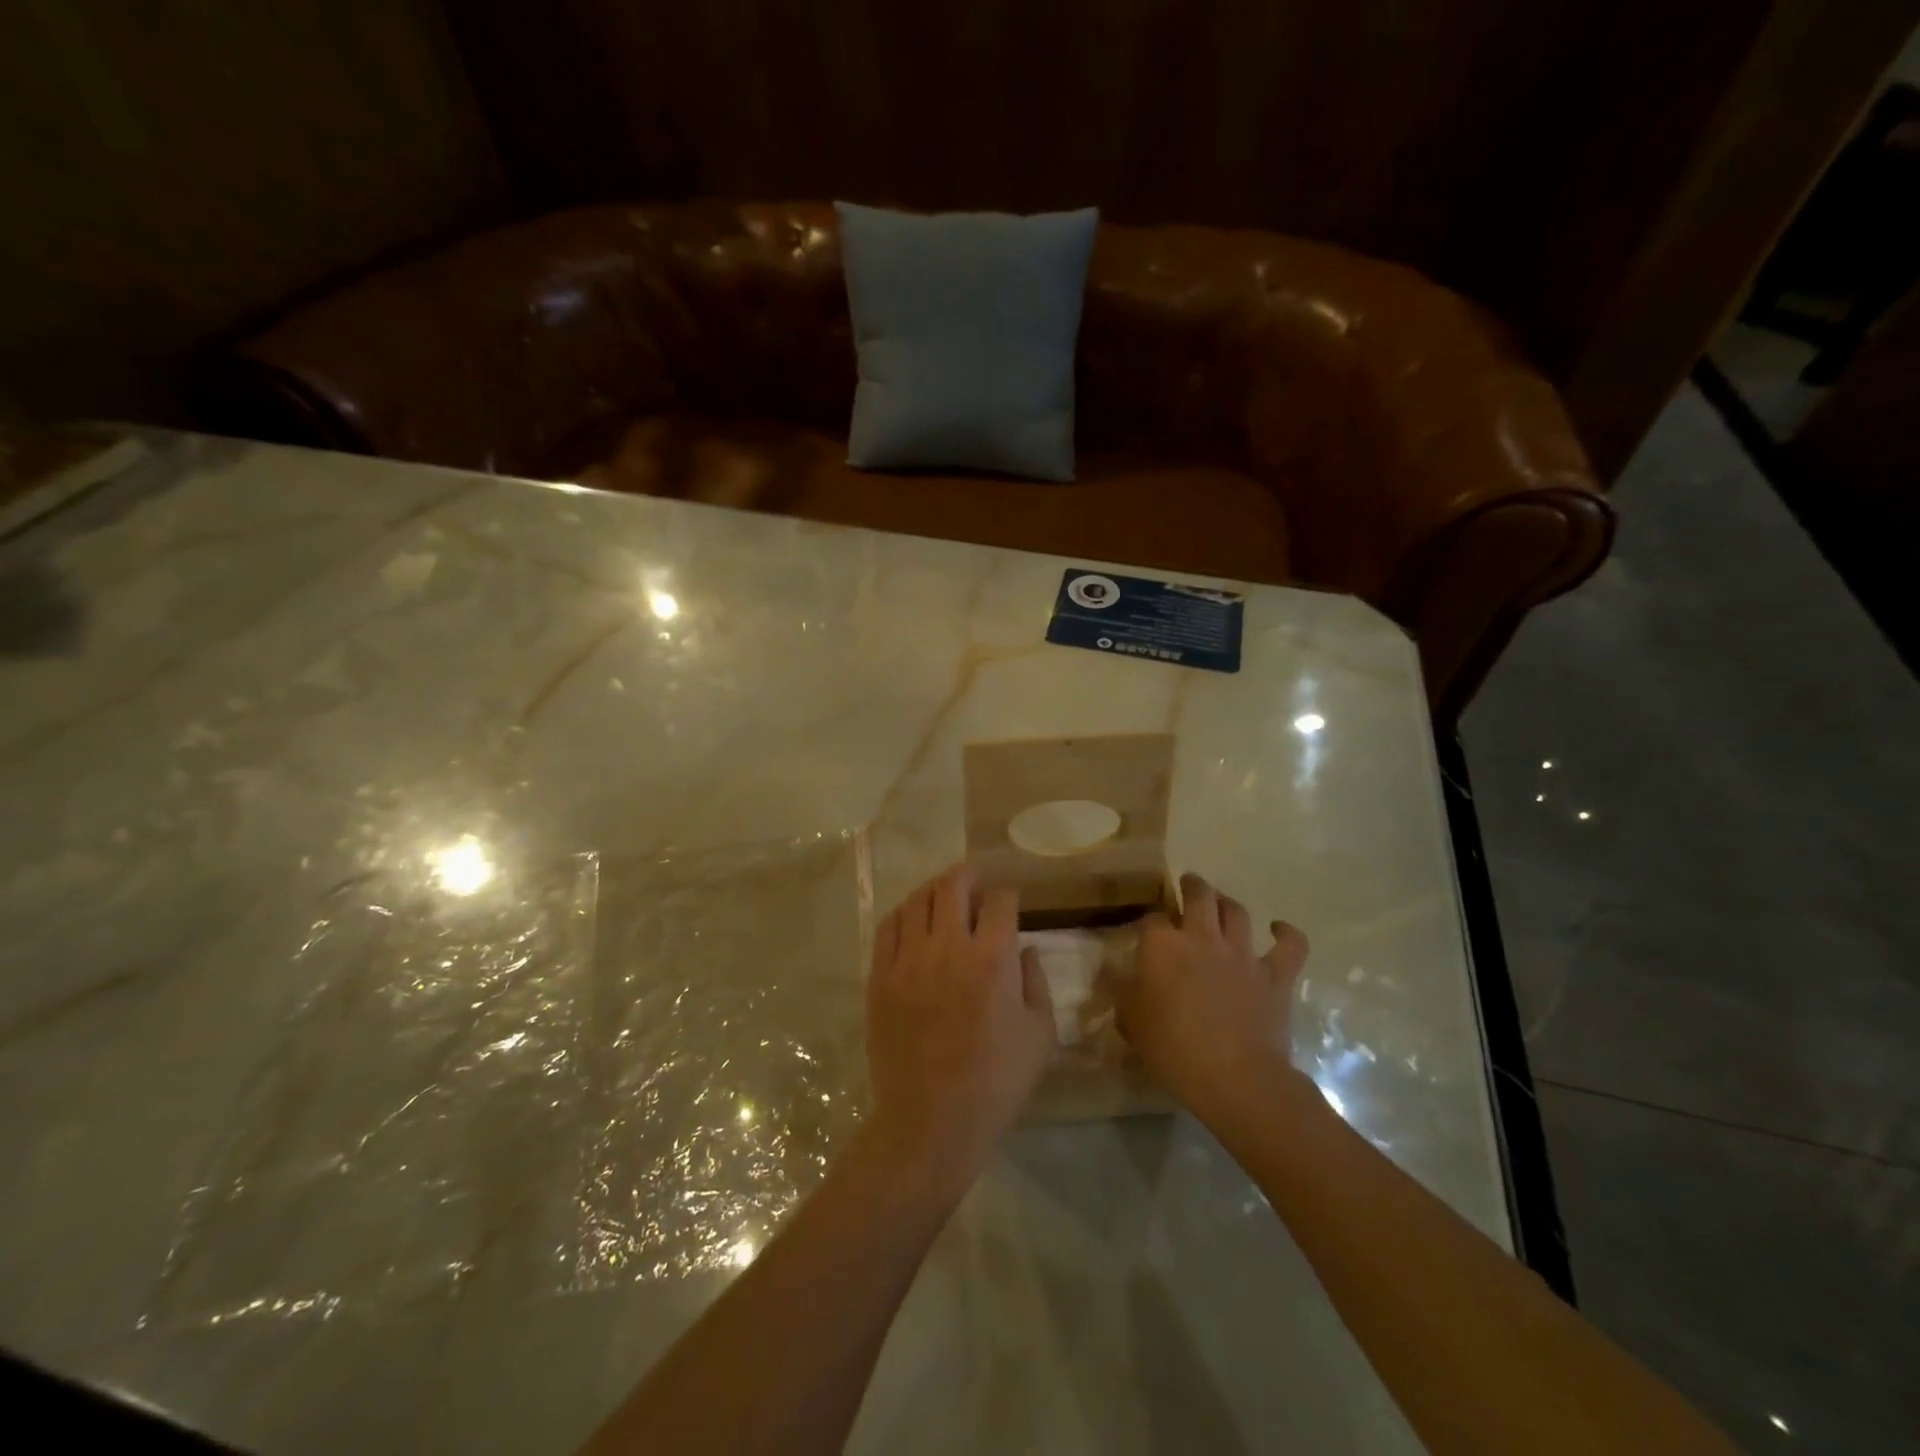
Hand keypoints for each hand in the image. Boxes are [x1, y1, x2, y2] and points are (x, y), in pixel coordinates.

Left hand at [860, 866, 1056, 1197]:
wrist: (931, 1120)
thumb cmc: (996, 1082)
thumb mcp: (1041, 1035)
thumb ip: (1036, 982)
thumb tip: (1024, 950)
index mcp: (993, 958)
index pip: (1000, 900)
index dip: (1007, 896)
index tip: (1008, 905)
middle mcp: (949, 946)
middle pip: (953, 885)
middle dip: (968, 876)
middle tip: (974, 884)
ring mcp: (908, 959)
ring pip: (917, 899)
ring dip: (934, 891)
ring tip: (942, 898)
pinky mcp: (880, 976)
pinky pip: (888, 927)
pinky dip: (903, 914)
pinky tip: (911, 921)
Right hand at [1113, 872, 1310, 1123]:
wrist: (1236, 1077)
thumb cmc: (1174, 1050)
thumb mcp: (1132, 1024)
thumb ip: (1125, 995)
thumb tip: (1120, 980)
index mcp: (1162, 946)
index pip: (1151, 918)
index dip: (1150, 922)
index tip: (1148, 931)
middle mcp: (1201, 938)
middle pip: (1198, 895)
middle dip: (1192, 885)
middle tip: (1189, 885)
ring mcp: (1242, 953)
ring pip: (1236, 911)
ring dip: (1227, 903)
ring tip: (1221, 903)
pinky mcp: (1275, 975)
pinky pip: (1289, 946)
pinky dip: (1286, 934)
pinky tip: (1279, 929)